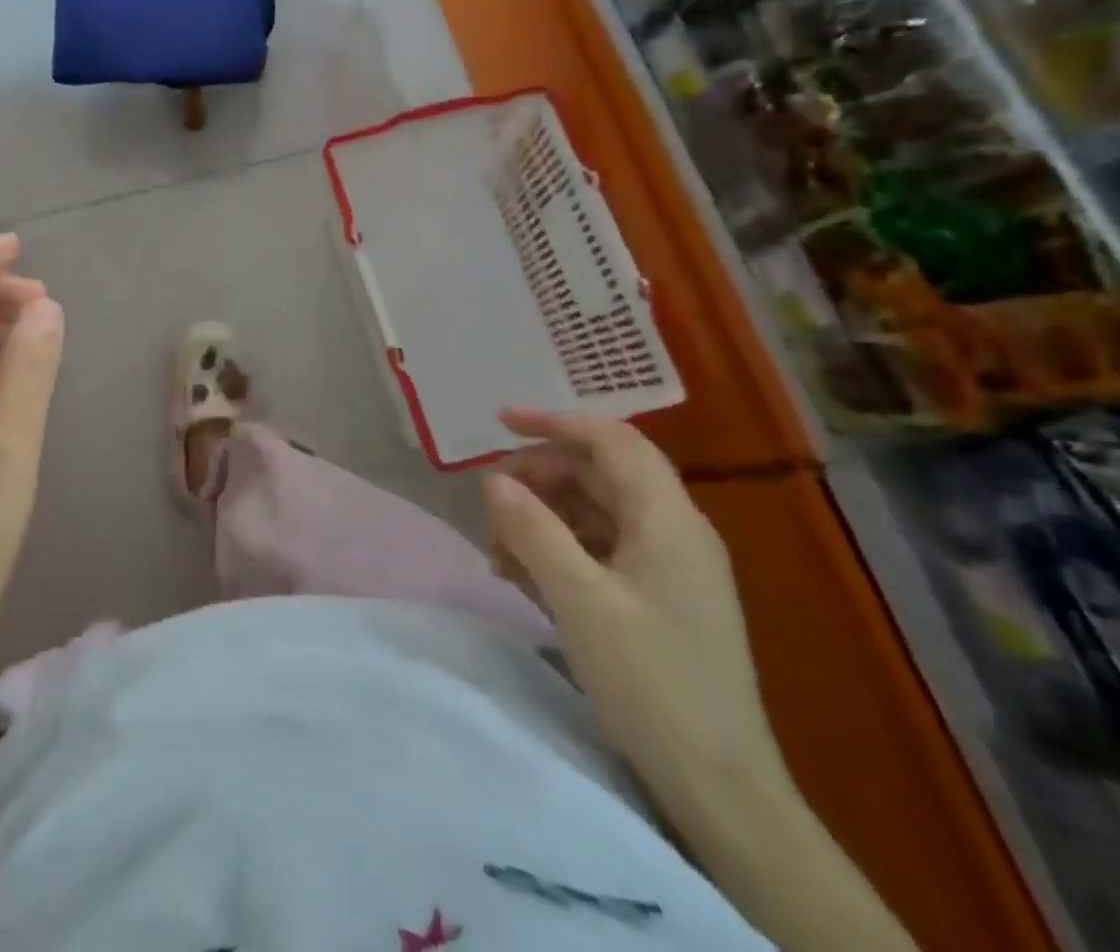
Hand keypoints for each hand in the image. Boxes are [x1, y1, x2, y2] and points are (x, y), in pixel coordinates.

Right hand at [480, 408, 793, 828]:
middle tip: (490, 503)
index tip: (500, 424)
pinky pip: (600, 551)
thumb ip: (532, 530)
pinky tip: (521, 576)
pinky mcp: (658, 599)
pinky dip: (558, 550)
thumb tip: (493, 480)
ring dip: (542, 518)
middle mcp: (674, 532)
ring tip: (497, 550)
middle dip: (539, 478)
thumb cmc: (651, 683)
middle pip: (599, 474)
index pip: (612, 440)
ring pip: (595, 513)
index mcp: (668, 520)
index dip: (555, 422)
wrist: (720, 788)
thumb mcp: (579, 601)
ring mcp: (668, 568)